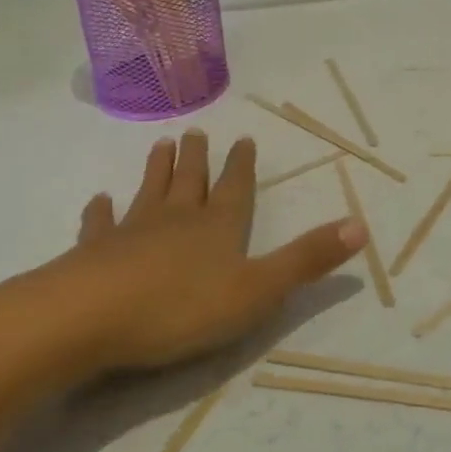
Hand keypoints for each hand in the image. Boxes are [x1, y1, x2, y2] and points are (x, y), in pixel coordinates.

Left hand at [47, 130, 365, 373]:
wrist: (89, 318)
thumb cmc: (181, 307)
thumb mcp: (258, 289)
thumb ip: (307, 260)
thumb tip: (361, 226)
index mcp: (219, 227)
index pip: (236, 188)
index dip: (241, 165)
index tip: (243, 138)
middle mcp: (177, 220)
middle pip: (190, 182)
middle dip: (197, 159)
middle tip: (195, 132)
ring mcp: (131, 233)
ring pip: (149, 193)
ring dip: (157, 171)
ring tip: (160, 145)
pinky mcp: (93, 254)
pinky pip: (99, 226)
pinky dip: (99, 212)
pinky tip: (97, 201)